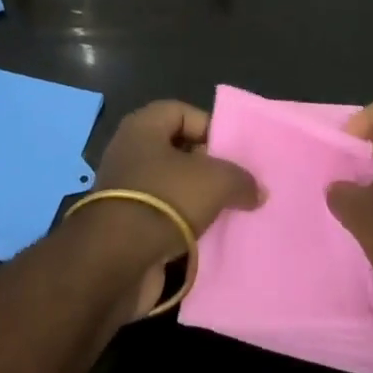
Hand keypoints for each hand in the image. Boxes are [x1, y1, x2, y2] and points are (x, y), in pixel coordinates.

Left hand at [78, 101, 259, 318]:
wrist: (116, 260)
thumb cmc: (164, 199)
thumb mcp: (215, 181)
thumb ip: (240, 179)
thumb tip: (257, 190)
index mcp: (143, 127)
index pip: (182, 112)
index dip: (209, 127)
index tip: (234, 152)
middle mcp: (130, 152)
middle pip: (177, 150)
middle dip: (207, 166)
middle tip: (236, 184)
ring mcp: (126, 190)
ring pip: (171, 186)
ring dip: (197, 200)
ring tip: (229, 212)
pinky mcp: (126, 226)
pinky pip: (163, 218)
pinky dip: (184, 226)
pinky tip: (208, 238)